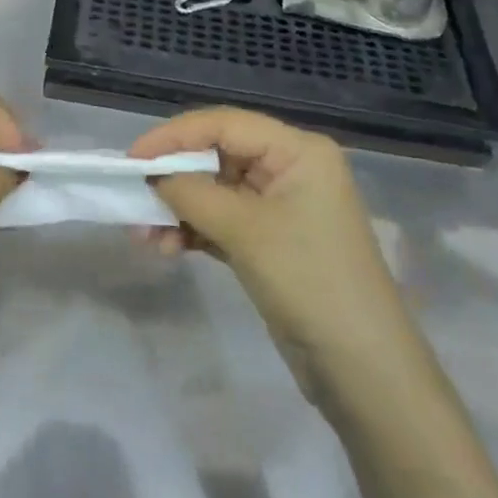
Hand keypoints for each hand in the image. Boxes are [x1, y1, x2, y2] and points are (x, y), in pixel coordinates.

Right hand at [130, 108, 402, 397]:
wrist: (365, 373)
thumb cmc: (310, 283)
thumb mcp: (245, 231)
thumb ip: (193, 193)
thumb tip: (152, 176)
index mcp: (297, 151)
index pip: (224, 124)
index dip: (174, 136)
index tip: (133, 157)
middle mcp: (290, 168)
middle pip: (217, 155)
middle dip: (174, 178)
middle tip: (135, 199)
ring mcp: (281, 206)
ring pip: (216, 191)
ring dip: (180, 209)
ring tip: (146, 236)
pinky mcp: (272, 241)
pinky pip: (223, 221)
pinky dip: (195, 230)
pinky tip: (168, 248)